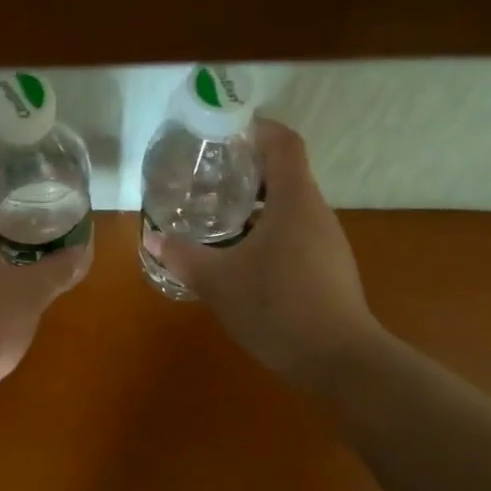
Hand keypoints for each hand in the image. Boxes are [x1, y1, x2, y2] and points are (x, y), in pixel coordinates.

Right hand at [146, 119, 383, 392]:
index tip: (224, 133)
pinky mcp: (329, 266)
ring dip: (256, 203)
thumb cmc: (278, 307)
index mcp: (294, 200)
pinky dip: (268, 229)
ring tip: (218, 214)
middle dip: (247, 169)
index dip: (257, 128)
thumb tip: (151, 238)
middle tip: (208, 176)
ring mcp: (327, 240)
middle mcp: (316, 211)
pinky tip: (243, 255)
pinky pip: (296, 231)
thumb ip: (182, 256)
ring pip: (289, 205)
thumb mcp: (218, 281)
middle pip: (285, 172)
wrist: (340, 361)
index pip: (284, 142)